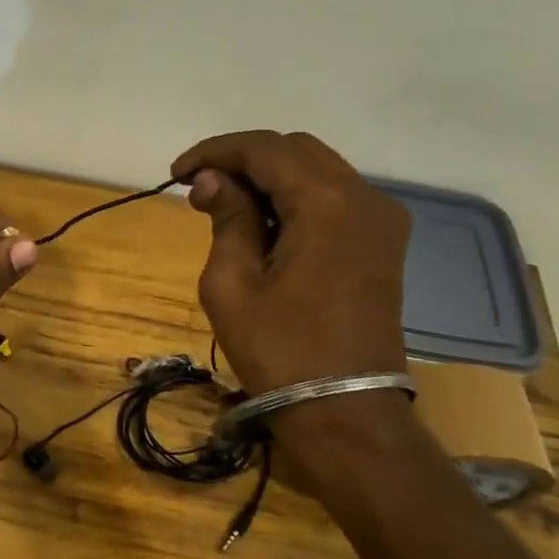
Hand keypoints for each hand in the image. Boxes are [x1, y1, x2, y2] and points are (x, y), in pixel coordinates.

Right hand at [170, 130, 409, 398]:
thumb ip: (227, 218)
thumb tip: (214, 180)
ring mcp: (381, 220)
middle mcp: (364, 198)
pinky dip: (294, 198)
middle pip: (295, 151)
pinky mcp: (382, 243)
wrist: (344, 409)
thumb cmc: (279, 349)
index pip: (264, 149)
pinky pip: (334, 198)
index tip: (176, 173)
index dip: (215, 151)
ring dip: (268, 178)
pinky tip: (263, 224)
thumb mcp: (233, 283)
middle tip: (198, 189)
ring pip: (317, 171)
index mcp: (327, 203)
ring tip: (223, 205)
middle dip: (242, 160)